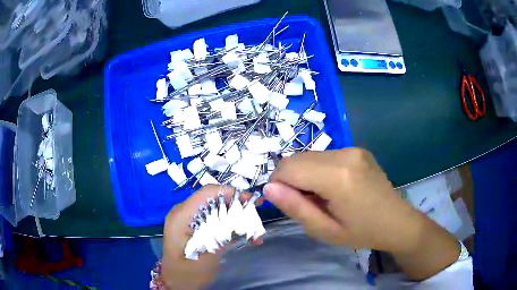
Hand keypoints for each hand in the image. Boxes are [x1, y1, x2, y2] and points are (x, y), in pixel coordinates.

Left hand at [162, 185, 260, 288]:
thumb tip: (241, 219)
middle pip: (213, 200)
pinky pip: (214, 221)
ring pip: (216, 211)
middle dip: (236, 205)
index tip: (251, 200)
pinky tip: (246, 237)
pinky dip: (229, 227)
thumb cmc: (187, 274)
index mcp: (182, 216)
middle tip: (256, 213)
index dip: (230, 193)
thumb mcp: (206, 257)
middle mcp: (184, 213)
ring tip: (255, 230)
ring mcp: (189, 221)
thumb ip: (221, 235)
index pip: (207, 193)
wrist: (176, 284)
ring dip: (236, 218)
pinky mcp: (194, 229)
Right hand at [264, 148, 459, 279]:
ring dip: (305, 175)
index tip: (287, 203)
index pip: (288, 167)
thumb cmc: (362, 233)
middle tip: (308, 203)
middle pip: (298, 158)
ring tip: (322, 197)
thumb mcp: (325, 231)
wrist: (397, 221)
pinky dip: (319, 170)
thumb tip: (268, 188)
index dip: (278, 184)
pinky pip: (325, 156)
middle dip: (291, 180)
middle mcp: (345, 154)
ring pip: (310, 156)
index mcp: (338, 176)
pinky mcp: (357, 149)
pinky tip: (334, 187)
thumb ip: (295, 208)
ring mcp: (353, 148)